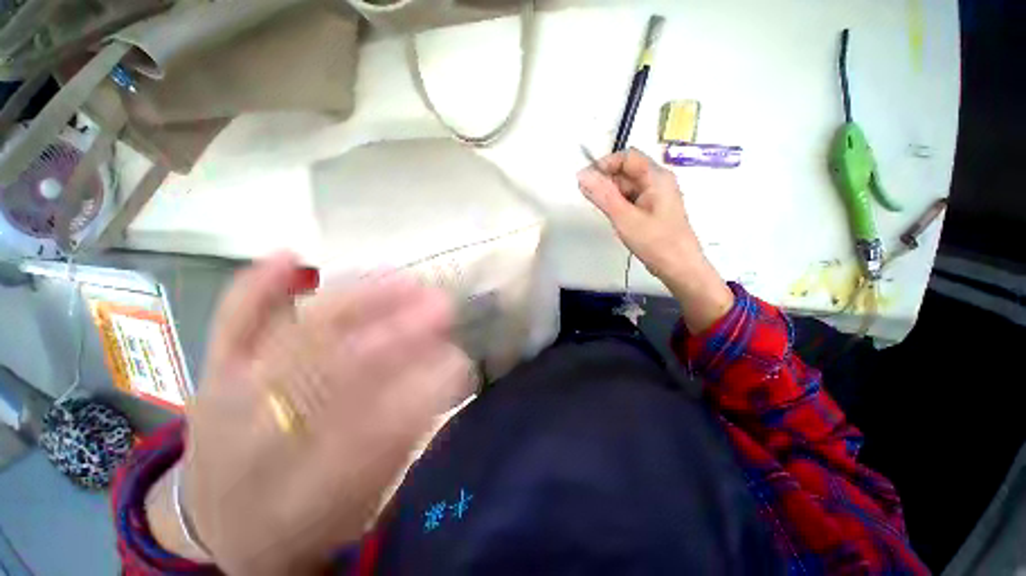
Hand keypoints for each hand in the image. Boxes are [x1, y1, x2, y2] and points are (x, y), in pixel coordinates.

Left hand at [154, 253, 472, 573]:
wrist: (214, 523)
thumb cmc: (296, 518)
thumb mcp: (356, 500)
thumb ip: (403, 439)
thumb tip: (447, 379)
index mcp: (301, 481)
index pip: (372, 428)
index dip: (419, 391)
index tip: (458, 361)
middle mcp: (262, 434)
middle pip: (334, 369)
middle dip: (397, 333)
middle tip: (441, 305)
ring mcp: (231, 393)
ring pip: (295, 336)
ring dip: (355, 303)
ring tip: (402, 279)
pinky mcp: (216, 371)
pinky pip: (230, 324)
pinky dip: (256, 288)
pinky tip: (288, 256)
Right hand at [577, 149, 732, 332]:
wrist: (680, 268)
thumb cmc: (655, 242)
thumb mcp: (625, 218)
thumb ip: (603, 195)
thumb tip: (582, 175)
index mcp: (656, 177)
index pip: (627, 157)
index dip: (605, 164)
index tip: (585, 180)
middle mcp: (657, 182)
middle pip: (626, 171)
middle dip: (606, 182)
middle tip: (591, 200)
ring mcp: (656, 197)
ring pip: (627, 187)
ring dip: (611, 195)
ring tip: (604, 213)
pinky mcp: (652, 211)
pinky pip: (631, 200)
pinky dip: (618, 205)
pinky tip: (614, 218)